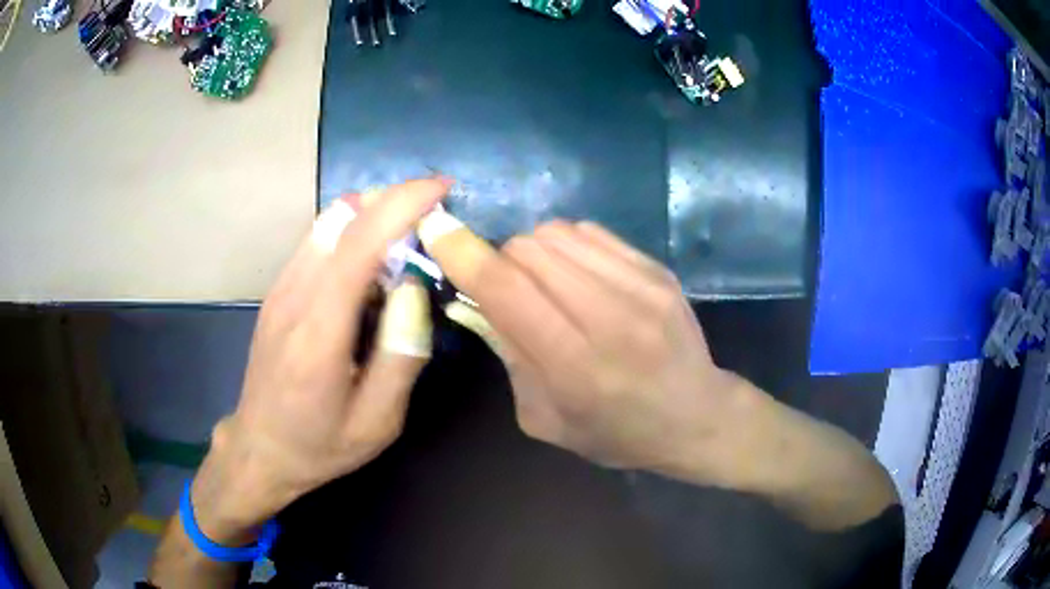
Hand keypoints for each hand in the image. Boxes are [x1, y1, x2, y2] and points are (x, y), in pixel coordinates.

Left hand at [197, 179, 449, 532]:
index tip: (442, 188)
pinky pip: (319, 241)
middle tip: (435, 214)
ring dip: (374, 214)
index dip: (402, 205)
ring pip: (328, 222)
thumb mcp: (377, 422)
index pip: (359, 243)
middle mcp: (294, 296)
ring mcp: (280, 289)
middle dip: (393, 200)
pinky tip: (374, 263)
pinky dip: (353, 232)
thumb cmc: (320, 444)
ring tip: (410, 237)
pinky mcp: (278, 291)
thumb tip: (414, 288)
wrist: (260, 449)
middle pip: (342, 219)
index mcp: (319, 332)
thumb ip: (401, 356)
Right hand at [420, 213, 753, 478]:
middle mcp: (610, 317)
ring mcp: (641, 287)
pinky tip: (579, 276)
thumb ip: (509, 357)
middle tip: (509, 290)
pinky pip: (591, 233)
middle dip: (501, 260)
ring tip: (546, 284)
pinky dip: (569, 247)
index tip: (437, 231)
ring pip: (558, 233)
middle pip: (528, 250)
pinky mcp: (658, 270)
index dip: (463, 254)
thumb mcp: (545, 419)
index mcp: (575, 367)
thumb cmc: (616, 433)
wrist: (697, 417)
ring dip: (535, 251)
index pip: (506, 289)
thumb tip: (477, 299)